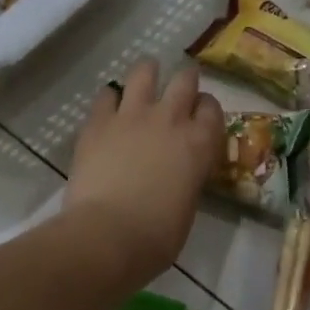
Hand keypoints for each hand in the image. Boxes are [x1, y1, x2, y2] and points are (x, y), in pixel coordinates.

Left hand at [65, 59, 224, 284]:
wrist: (108, 234)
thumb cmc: (156, 236)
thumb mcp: (187, 206)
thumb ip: (186, 179)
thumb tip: (177, 175)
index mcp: (199, 144)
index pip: (212, 109)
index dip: (206, 109)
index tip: (200, 115)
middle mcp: (170, 119)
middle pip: (184, 80)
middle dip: (185, 80)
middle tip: (179, 88)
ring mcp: (132, 116)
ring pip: (144, 72)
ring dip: (147, 73)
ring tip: (144, 79)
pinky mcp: (98, 122)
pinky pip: (105, 95)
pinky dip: (109, 99)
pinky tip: (107, 108)